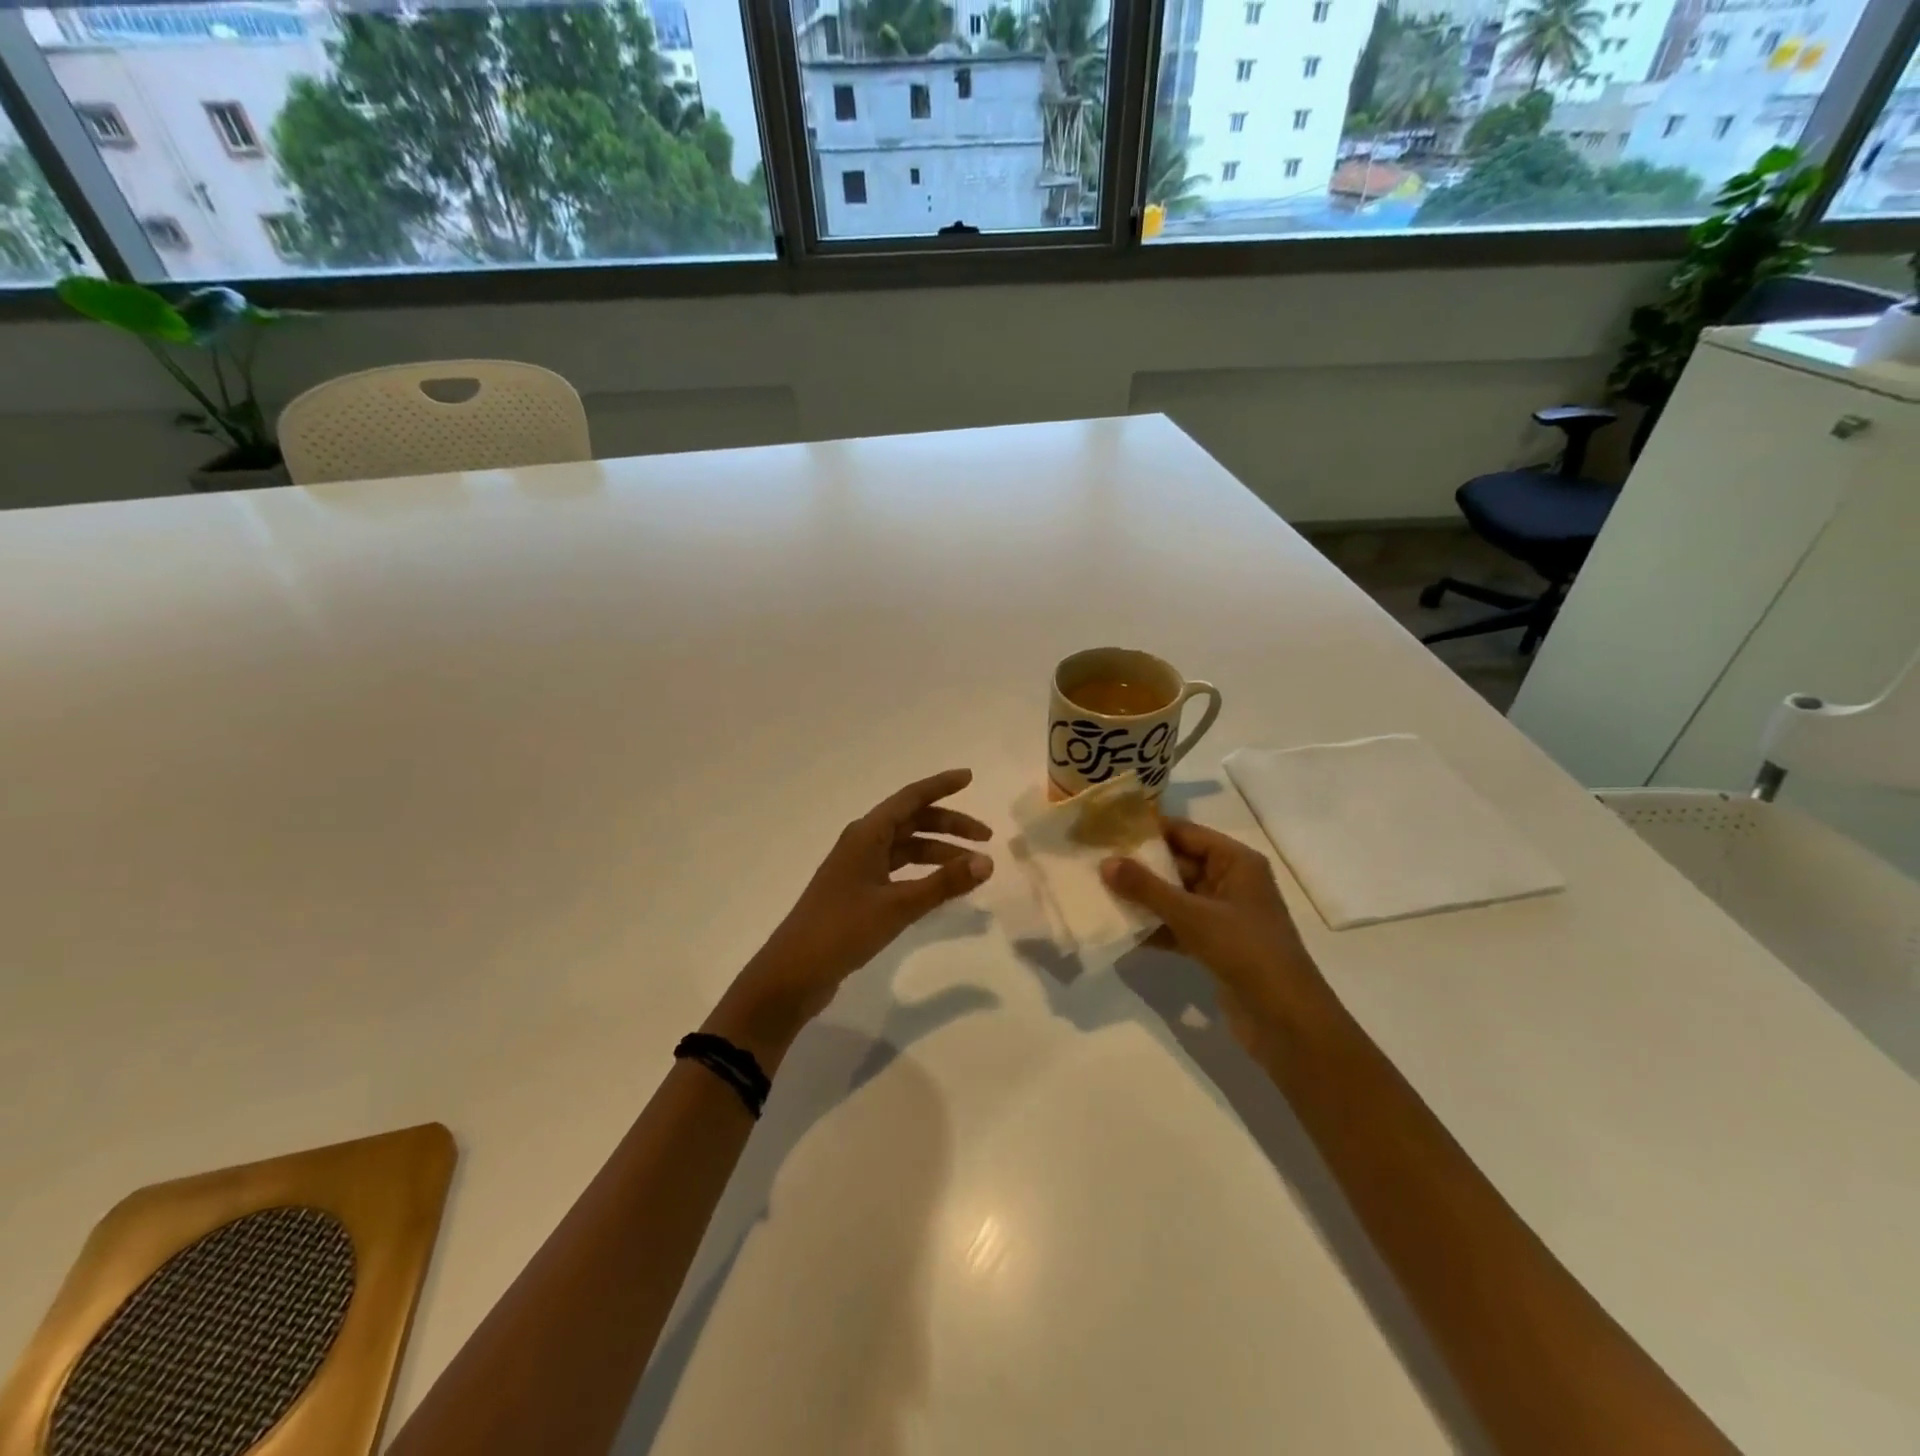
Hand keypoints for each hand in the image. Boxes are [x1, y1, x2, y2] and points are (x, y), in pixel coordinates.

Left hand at [708, 769, 993, 1066]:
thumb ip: (944, 883)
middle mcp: (861, 843)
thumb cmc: (843, 929)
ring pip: (906, 847)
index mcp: (867, 835)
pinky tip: (939, 887)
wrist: (794, 972)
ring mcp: (857, 868)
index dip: (941, 785)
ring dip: (938, 851)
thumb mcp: (899, 906)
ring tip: (971, 867)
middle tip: (985, 837)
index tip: (970, 777)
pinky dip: (922, 872)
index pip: (911, 798)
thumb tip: (987, 861)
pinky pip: (898, 869)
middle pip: (911, 821)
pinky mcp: (857, 892)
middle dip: (949, 825)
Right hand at [1101, 819, 1326, 1056]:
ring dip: (1143, 898)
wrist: (1286, 1020)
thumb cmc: (1245, 951)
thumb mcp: (1192, 916)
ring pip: (1175, 896)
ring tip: (1099, 892)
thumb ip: (1147, 888)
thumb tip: (1105, 863)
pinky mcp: (1215, 944)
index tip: (1107, 830)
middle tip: (1095, 862)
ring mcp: (1223, 915)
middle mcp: (1231, 881)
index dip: (1148, 830)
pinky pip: (1178, 925)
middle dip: (1139, 866)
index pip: (1185, 832)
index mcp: (1236, 862)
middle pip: (1178, 863)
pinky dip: (1154, 927)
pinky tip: (1121, 930)